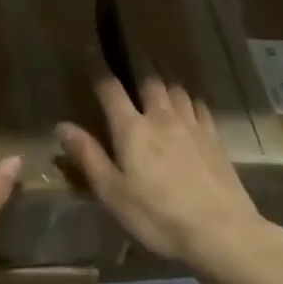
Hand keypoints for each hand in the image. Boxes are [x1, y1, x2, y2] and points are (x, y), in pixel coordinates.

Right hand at [57, 74, 272, 268]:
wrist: (220, 231)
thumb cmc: (157, 216)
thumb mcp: (113, 193)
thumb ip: (88, 156)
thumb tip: (62, 126)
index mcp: (132, 129)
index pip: (111, 89)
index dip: (99, 70)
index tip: (91, 52)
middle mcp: (161, 117)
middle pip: (149, 81)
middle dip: (136, 69)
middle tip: (129, 62)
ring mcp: (192, 124)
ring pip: (176, 89)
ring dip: (163, 82)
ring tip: (158, 82)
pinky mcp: (214, 137)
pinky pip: (199, 105)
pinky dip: (189, 99)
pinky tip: (189, 105)